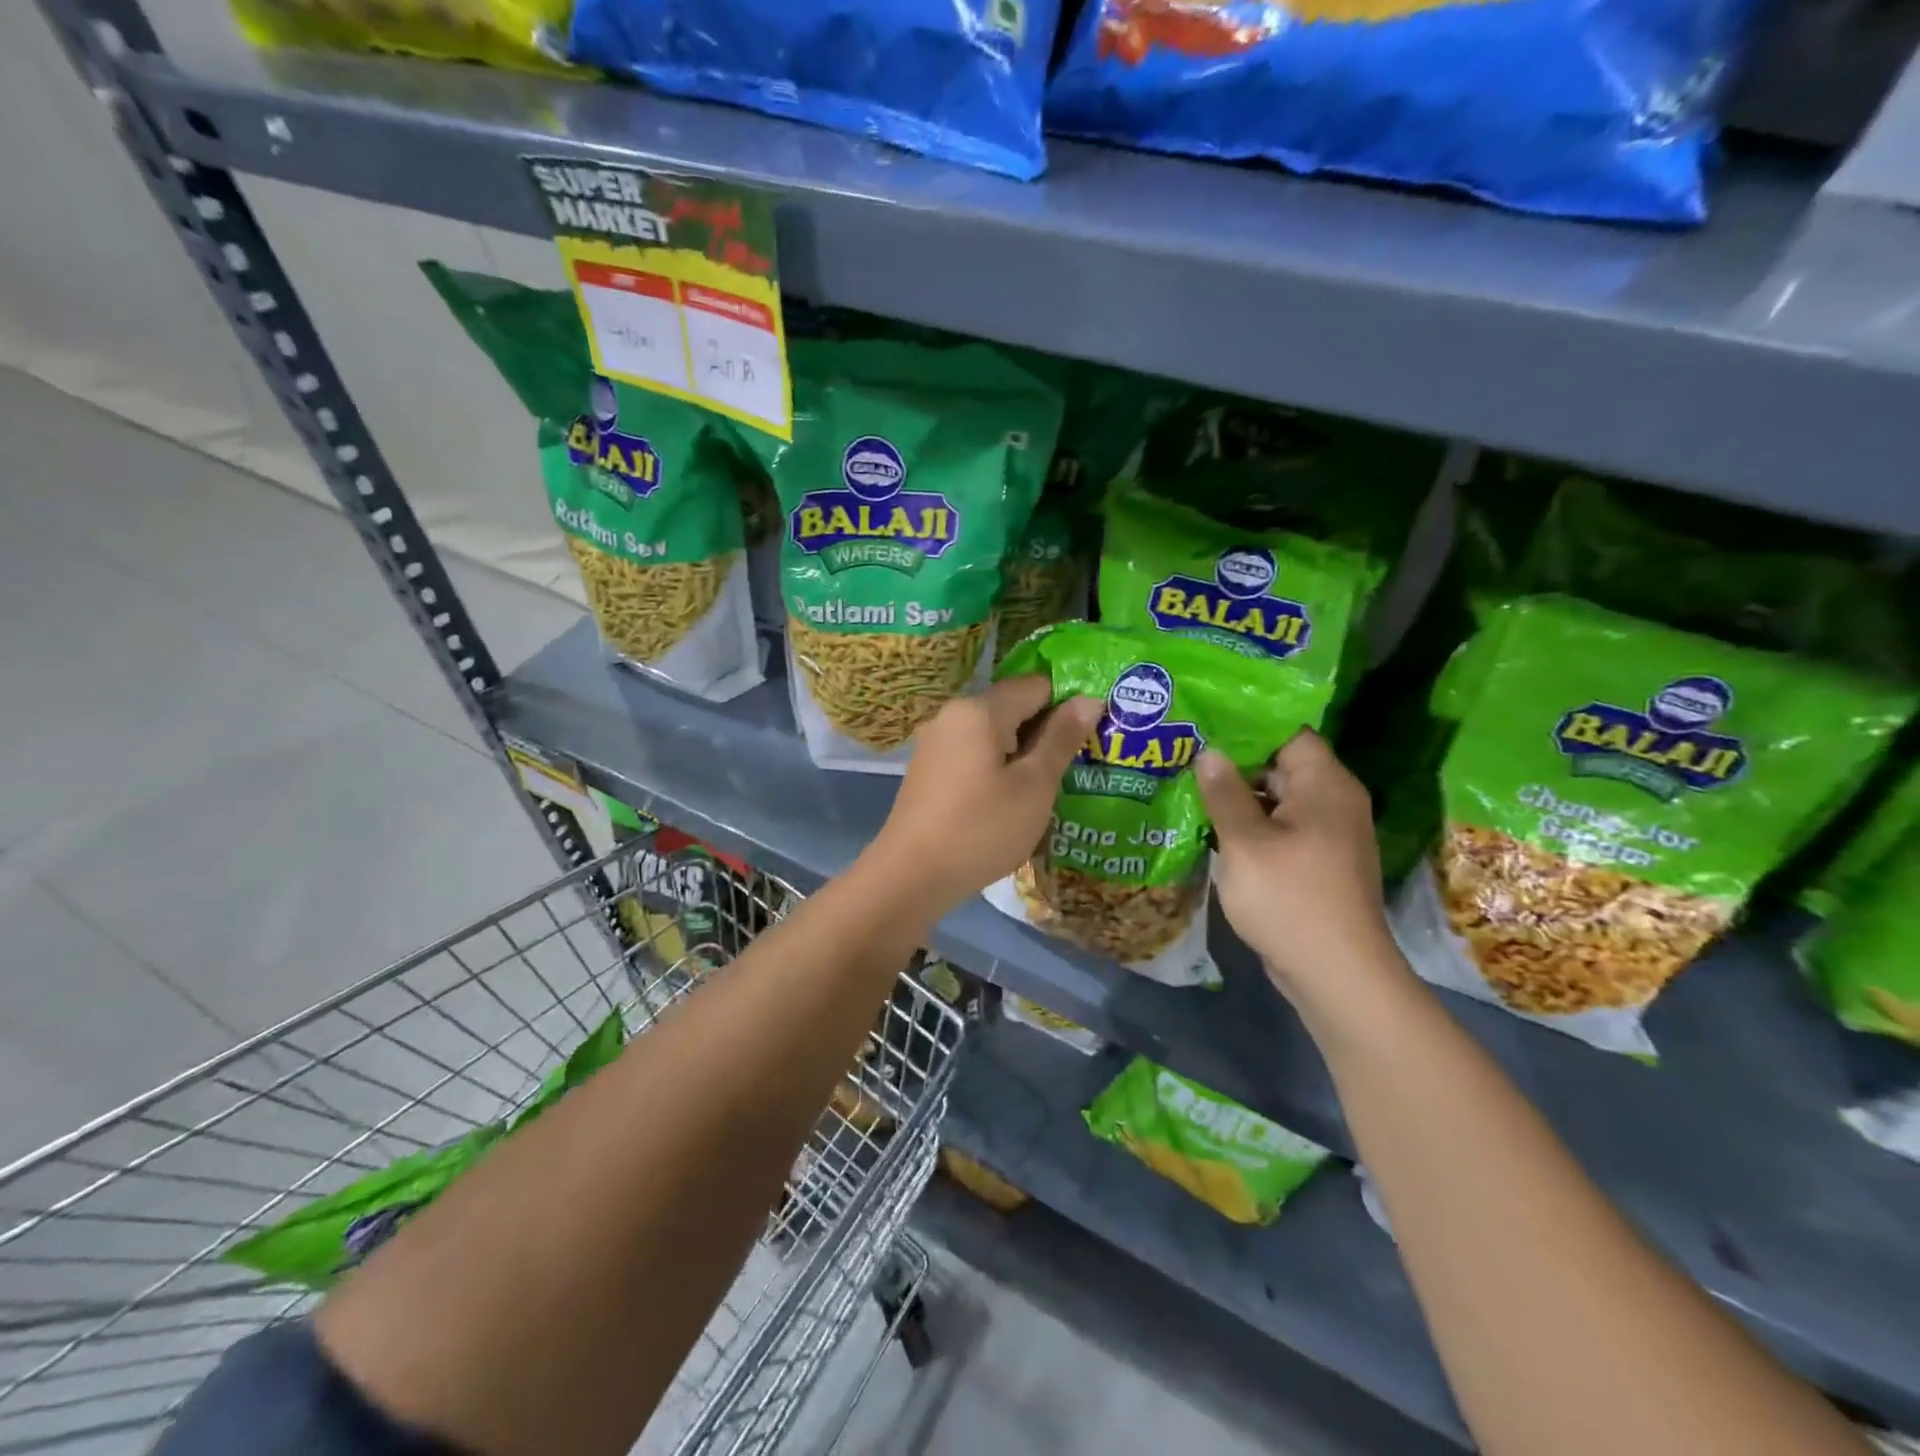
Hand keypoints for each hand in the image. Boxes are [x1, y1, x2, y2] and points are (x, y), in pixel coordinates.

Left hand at [868, 676, 1102, 910]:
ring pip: (993, 732)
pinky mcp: (928, 767)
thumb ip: (1062, 738)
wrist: (910, 875)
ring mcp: (935, 741)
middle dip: (1045, 731)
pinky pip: (973, 751)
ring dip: (1022, 752)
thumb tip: (1089, 698)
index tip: (1088, 738)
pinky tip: (1008, 799)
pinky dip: (996, 766)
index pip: (1036, 685)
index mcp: (979, 709)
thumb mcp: (1034, 786)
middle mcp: (952, 714)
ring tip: (1045, 787)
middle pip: (1012, 706)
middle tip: (1073, 767)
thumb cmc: (981, 828)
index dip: (1068, 705)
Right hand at [1197, 730, 1404, 1005]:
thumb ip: (1224, 793)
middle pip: (1281, 765)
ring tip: (1186, 785)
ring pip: (1276, 799)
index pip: (1288, 733)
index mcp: (1325, 785)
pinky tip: (1209, 826)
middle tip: (1184, 753)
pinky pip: (1279, 828)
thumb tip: (1208, 752)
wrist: (1335, 973)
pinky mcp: (1315, 863)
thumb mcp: (1245, 842)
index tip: (1203, 720)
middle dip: (1233, 761)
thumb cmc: (1289, 898)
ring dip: (1237, 795)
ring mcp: (1326, 835)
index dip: (1246, 724)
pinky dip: (1248, 824)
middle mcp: (1332, 802)